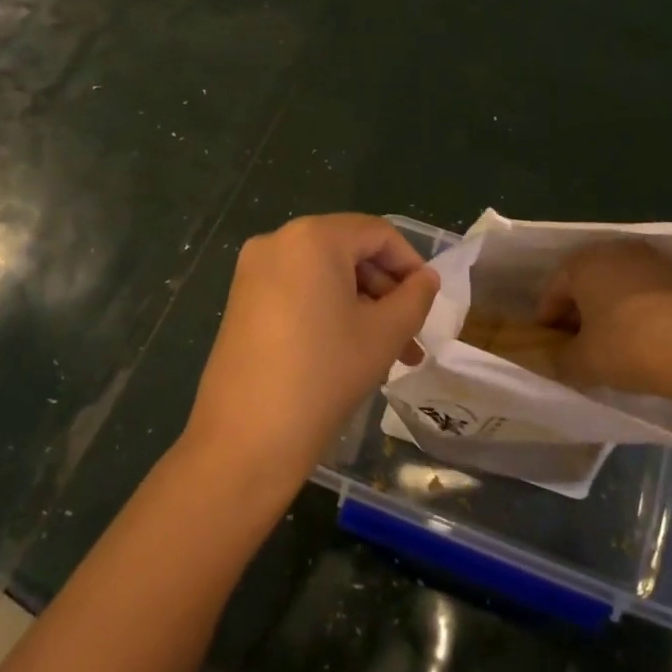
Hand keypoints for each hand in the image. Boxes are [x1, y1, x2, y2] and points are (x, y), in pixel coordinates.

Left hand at [185, 214, 439, 495]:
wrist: (246, 438)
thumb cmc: (324, 374)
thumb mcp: (384, 334)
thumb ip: (415, 297)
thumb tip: (426, 279)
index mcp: (313, 237)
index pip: (377, 233)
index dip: (411, 263)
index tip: (429, 301)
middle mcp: (277, 241)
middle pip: (349, 251)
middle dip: (386, 290)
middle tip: (411, 334)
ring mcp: (253, 272)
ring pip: (324, 275)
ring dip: (361, 305)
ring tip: (390, 352)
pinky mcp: (241, 301)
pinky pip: (298, 291)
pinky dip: (329, 311)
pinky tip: (350, 350)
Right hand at [536, 240, 671, 397]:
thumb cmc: (627, 346)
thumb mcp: (582, 361)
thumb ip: (560, 359)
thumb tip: (555, 360)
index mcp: (582, 262)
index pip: (553, 290)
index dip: (547, 320)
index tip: (547, 345)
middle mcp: (615, 250)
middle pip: (586, 282)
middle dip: (577, 312)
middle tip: (575, 343)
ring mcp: (652, 260)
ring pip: (616, 285)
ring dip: (607, 310)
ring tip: (607, 343)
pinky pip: (644, 292)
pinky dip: (635, 311)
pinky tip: (638, 338)